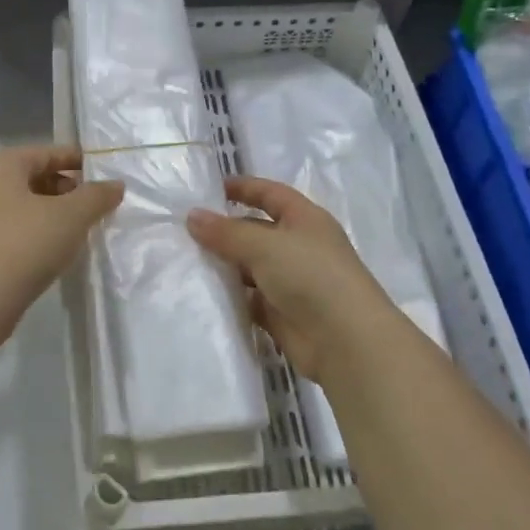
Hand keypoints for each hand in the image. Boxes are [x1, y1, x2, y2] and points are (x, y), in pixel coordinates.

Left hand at [0, 145, 123, 344]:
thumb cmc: (23, 246)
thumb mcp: (70, 217)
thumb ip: (97, 196)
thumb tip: (115, 185)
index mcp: (0, 165)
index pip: (47, 153)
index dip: (79, 162)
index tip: (107, 177)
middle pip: (35, 177)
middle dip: (68, 191)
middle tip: (97, 209)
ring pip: (24, 206)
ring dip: (53, 215)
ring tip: (81, 233)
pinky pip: (13, 230)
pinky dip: (36, 234)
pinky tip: (55, 253)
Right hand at [187, 177, 399, 384]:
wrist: (346, 341)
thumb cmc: (310, 276)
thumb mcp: (265, 245)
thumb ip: (226, 232)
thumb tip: (192, 216)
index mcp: (305, 220)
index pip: (271, 194)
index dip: (244, 188)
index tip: (209, 189)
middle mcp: (300, 247)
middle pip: (257, 231)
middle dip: (225, 230)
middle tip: (184, 231)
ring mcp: (292, 282)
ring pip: (251, 267)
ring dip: (224, 265)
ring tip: (185, 261)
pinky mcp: (282, 314)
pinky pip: (250, 299)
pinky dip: (230, 296)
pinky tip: (201, 294)